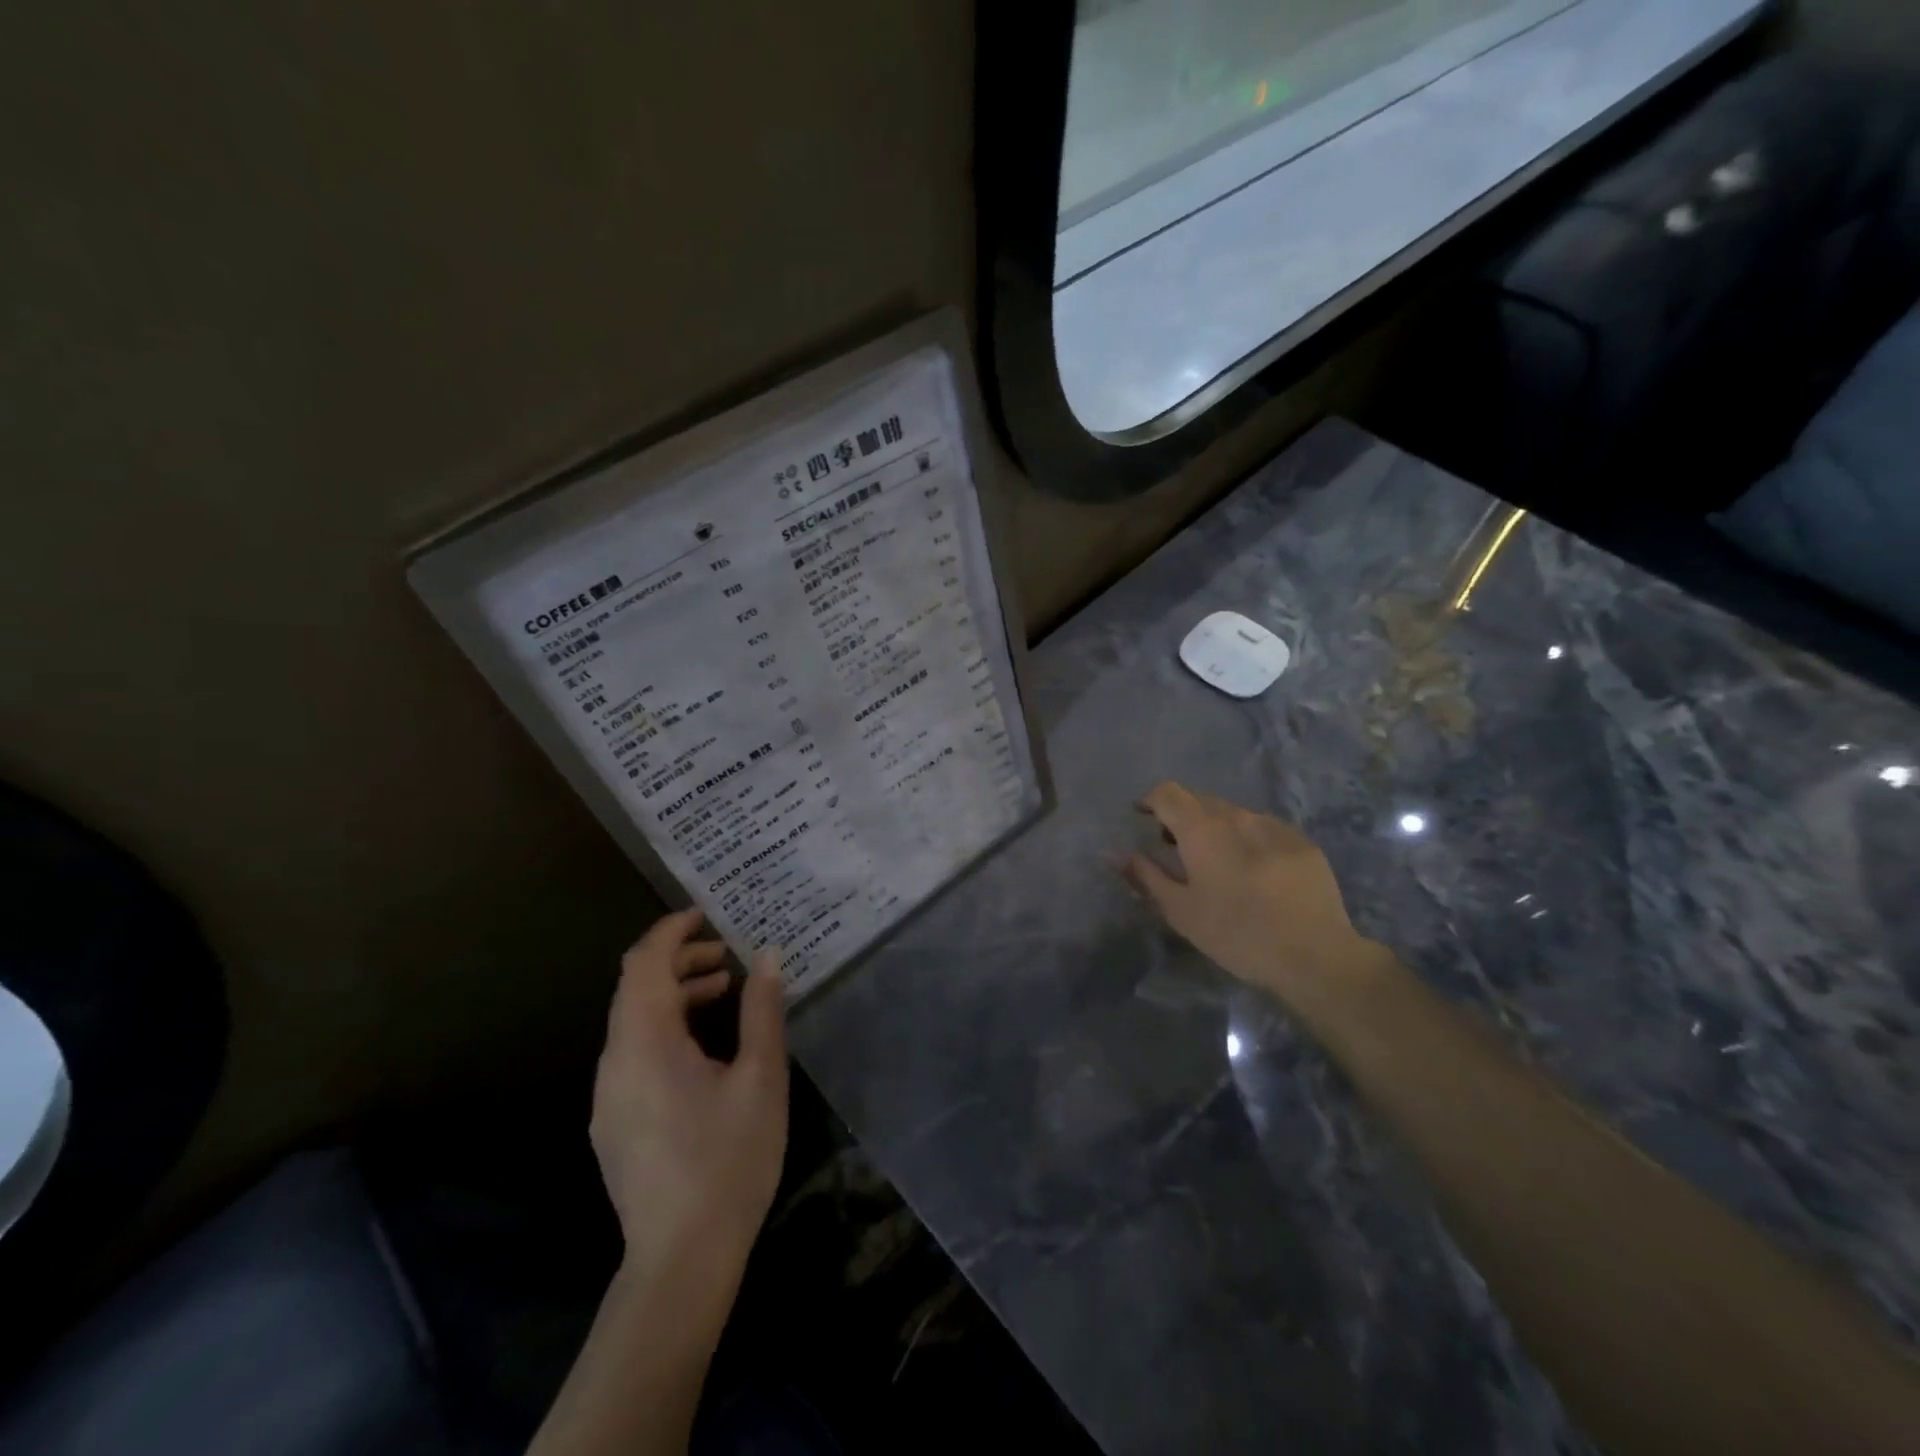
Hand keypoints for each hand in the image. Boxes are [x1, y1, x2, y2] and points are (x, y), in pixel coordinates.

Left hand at [590, 909, 787, 1281]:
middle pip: (635, 988)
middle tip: (726, 956)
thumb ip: (761, 1010)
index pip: (643, 964)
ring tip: (724, 993)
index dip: (671, 931)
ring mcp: (607, 1096)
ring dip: (674, 996)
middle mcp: (614, 1062)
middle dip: (679, 961)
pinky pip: (633, 1053)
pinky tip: (703, 1047)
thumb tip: (766, 955)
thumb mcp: (760, 1078)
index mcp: (645, 1044)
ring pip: (633, 1022)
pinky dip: (665, 1029)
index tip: (706, 915)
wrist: (681, 1260)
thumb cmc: (728, 1160)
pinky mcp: (613, 1122)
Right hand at [1123, 782, 1388, 1012]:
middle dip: (1182, 816)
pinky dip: (1247, 839)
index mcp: (1202, 829)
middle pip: (1200, 800)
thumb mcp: (1180, 911)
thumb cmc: (1236, 934)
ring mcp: (1273, 826)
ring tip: (1216, 861)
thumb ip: (1145, 875)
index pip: (1168, 792)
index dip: (1150, 800)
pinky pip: (1263, 828)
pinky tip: (1254, 872)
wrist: (1314, 954)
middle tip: (1175, 847)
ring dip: (1216, 827)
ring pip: (1233, 814)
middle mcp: (1237, 816)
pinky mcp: (1302, 842)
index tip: (1142, 817)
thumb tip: (1113, 852)